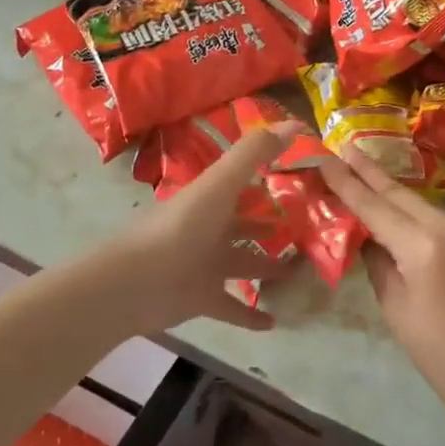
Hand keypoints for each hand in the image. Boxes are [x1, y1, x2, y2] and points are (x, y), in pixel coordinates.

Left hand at [114, 123, 298, 334]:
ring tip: (300, 272)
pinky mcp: (203, 299)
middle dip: (272, 228)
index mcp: (213, 199)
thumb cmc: (183, 226)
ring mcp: (206, 266)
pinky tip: (275, 322)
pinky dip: (252, 315)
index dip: (268, 181)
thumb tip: (295, 124)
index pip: (243, 185)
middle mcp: (211, 229)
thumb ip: (254, 153)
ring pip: (244, 265)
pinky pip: (233, 307)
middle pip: (246, 226)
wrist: (137, 281)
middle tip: (307, 232)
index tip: (300, 181)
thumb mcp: (221, 183)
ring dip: (269, 268)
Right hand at [318, 146, 444, 434]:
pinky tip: (421, 232)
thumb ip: (378, 262)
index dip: (347, 181)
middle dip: (372, 173)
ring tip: (376, 189)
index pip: (376, 206)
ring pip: (431, 210)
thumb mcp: (396, 309)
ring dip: (404, 203)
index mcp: (424, 247)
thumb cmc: (441, 356)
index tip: (326, 156)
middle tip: (346, 148)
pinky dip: (433, 225)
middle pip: (404, 195)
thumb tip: (367, 234)